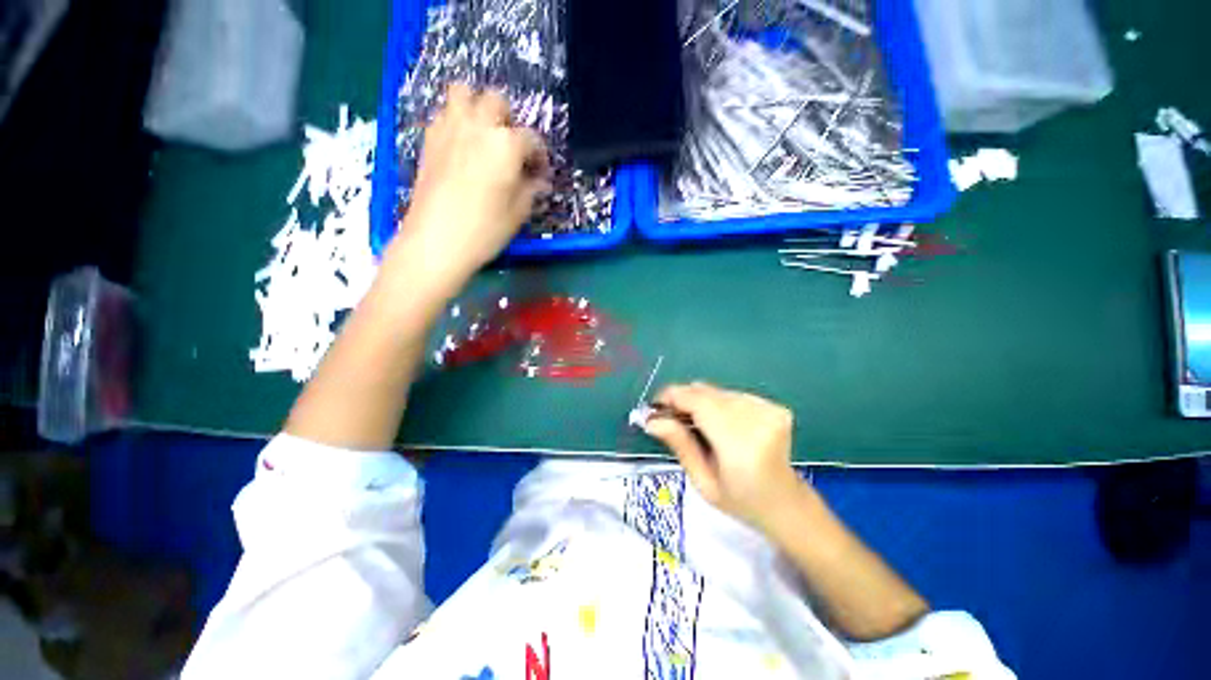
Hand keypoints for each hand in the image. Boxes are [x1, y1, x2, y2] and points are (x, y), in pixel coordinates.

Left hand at [387, 83, 550, 289]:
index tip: (540, 173)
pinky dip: (456, 121)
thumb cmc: (485, 230)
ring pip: (463, 92)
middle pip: (496, 101)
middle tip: (511, 148)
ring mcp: (449, 128)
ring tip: (483, 136)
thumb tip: (538, 180)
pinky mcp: (429, 139)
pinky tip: (462, 147)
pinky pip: (444, 114)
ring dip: (477, 108)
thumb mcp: (518, 213)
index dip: (540, 156)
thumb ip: (531, 189)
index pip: (531, 139)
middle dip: (509, 120)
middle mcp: (477, 126)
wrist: (436, 241)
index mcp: (505, 145)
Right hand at [645, 382, 806, 531]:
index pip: (699, 403)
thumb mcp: (703, 481)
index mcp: (740, 446)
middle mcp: (757, 420)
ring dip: (699, 401)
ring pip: (717, 391)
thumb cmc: (740, 500)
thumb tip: (651, 420)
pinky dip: (717, 403)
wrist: (785, 503)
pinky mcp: (774, 406)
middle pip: (707, 393)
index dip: (672, 397)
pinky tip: (719, 423)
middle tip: (669, 416)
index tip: (654, 405)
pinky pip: (731, 394)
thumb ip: (680, 445)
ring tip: (695, 423)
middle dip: (682, 399)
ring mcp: (769, 410)